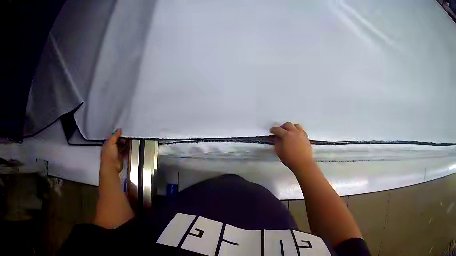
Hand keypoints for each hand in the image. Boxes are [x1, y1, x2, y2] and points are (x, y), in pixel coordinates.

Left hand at [100, 129, 127, 174]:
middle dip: (122, 139)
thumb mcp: (111, 142)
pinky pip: (125, 153)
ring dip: (125, 144)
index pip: (112, 138)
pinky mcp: (121, 159)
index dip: (117, 135)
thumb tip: (119, 129)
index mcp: (107, 144)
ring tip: (130, 141)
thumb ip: (115, 135)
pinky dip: (127, 150)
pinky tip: (130, 147)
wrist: (111, 166)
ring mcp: (116, 154)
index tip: (123, 132)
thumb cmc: (109, 154)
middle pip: (117, 142)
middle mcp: (111, 149)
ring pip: (121, 147)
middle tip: (128, 136)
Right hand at [270, 122, 314, 171]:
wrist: (303, 163)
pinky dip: (297, 131)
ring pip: (296, 125)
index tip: (271, 131)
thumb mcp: (279, 152)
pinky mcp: (306, 137)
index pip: (278, 129)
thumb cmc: (290, 159)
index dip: (273, 130)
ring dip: (291, 127)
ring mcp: (301, 134)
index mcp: (286, 135)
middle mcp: (294, 132)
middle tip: (280, 131)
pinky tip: (296, 136)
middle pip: (287, 124)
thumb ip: (277, 143)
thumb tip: (276, 138)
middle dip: (282, 127)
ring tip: (289, 132)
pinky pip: (301, 130)